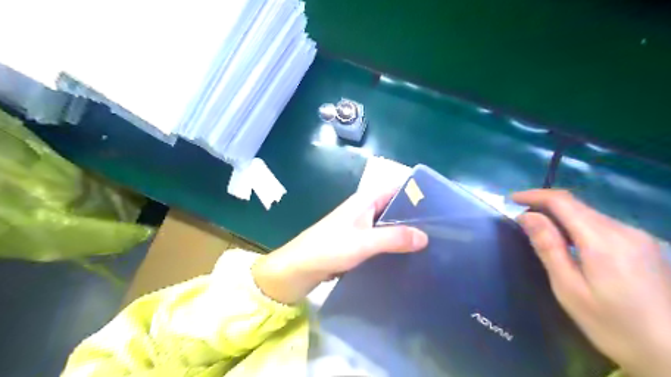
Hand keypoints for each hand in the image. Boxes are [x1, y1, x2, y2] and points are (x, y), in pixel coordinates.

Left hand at [252, 187, 428, 303]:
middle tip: (442, 228)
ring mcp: (362, 225)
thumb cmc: (328, 248)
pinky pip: (382, 238)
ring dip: (406, 231)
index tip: (441, 204)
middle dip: (416, 215)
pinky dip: (394, 243)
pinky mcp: (359, 241)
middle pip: (396, 206)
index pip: (397, 187)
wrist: (299, 268)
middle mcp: (365, 208)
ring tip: (432, 242)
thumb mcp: (363, 242)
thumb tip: (425, 237)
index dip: (417, 192)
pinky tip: (409, 255)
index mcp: (366, 200)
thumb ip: (393, 238)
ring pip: (389, 223)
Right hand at [515, 191, 670, 376]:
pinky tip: (570, 240)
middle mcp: (623, 230)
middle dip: (545, 204)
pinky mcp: (644, 245)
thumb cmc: (612, 325)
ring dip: (561, 214)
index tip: (511, 199)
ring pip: (589, 213)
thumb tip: (526, 216)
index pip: (562, 202)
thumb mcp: (569, 289)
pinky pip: (602, 224)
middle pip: (577, 205)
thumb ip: (548, 247)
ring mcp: (638, 237)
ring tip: (540, 227)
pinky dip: (578, 224)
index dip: (534, 195)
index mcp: (602, 241)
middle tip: (520, 216)